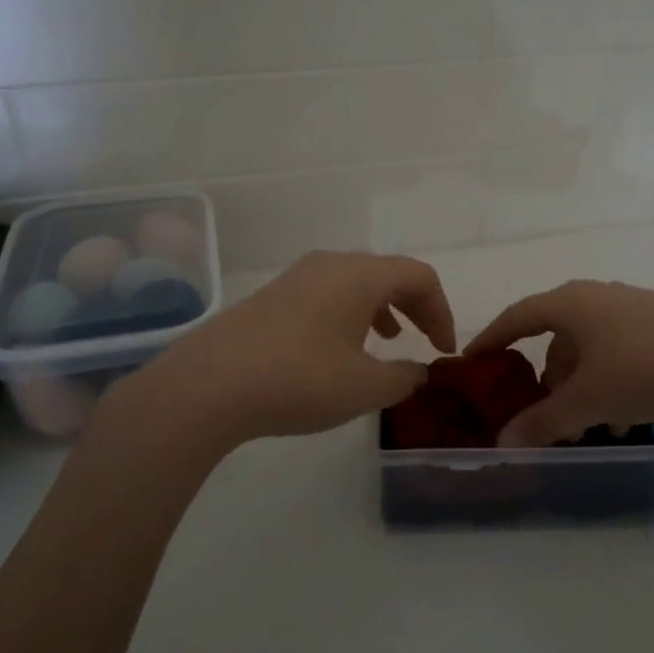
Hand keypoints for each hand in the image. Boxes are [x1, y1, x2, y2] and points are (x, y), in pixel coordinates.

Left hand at [147, 251, 455, 443]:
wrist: (209, 385)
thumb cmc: (299, 380)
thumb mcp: (365, 388)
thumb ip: (405, 377)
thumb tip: (418, 370)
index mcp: (361, 275)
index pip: (420, 277)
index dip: (441, 311)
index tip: (444, 350)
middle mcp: (331, 264)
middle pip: (388, 273)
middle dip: (415, 306)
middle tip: (425, 341)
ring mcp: (297, 277)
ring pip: (355, 281)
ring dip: (381, 307)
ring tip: (386, 340)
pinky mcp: (272, 296)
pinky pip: (327, 293)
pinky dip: (349, 312)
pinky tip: (339, 347)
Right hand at [466, 281, 653, 446]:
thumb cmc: (645, 370)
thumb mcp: (588, 402)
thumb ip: (542, 422)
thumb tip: (502, 443)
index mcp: (569, 304)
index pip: (516, 317)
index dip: (491, 339)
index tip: (472, 361)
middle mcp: (597, 296)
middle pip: (556, 337)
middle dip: (547, 379)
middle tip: (543, 412)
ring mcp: (632, 307)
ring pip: (590, 348)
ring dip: (582, 386)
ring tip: (590, 425)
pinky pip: (618, 351)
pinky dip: (610, 381)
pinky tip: (626, 417)